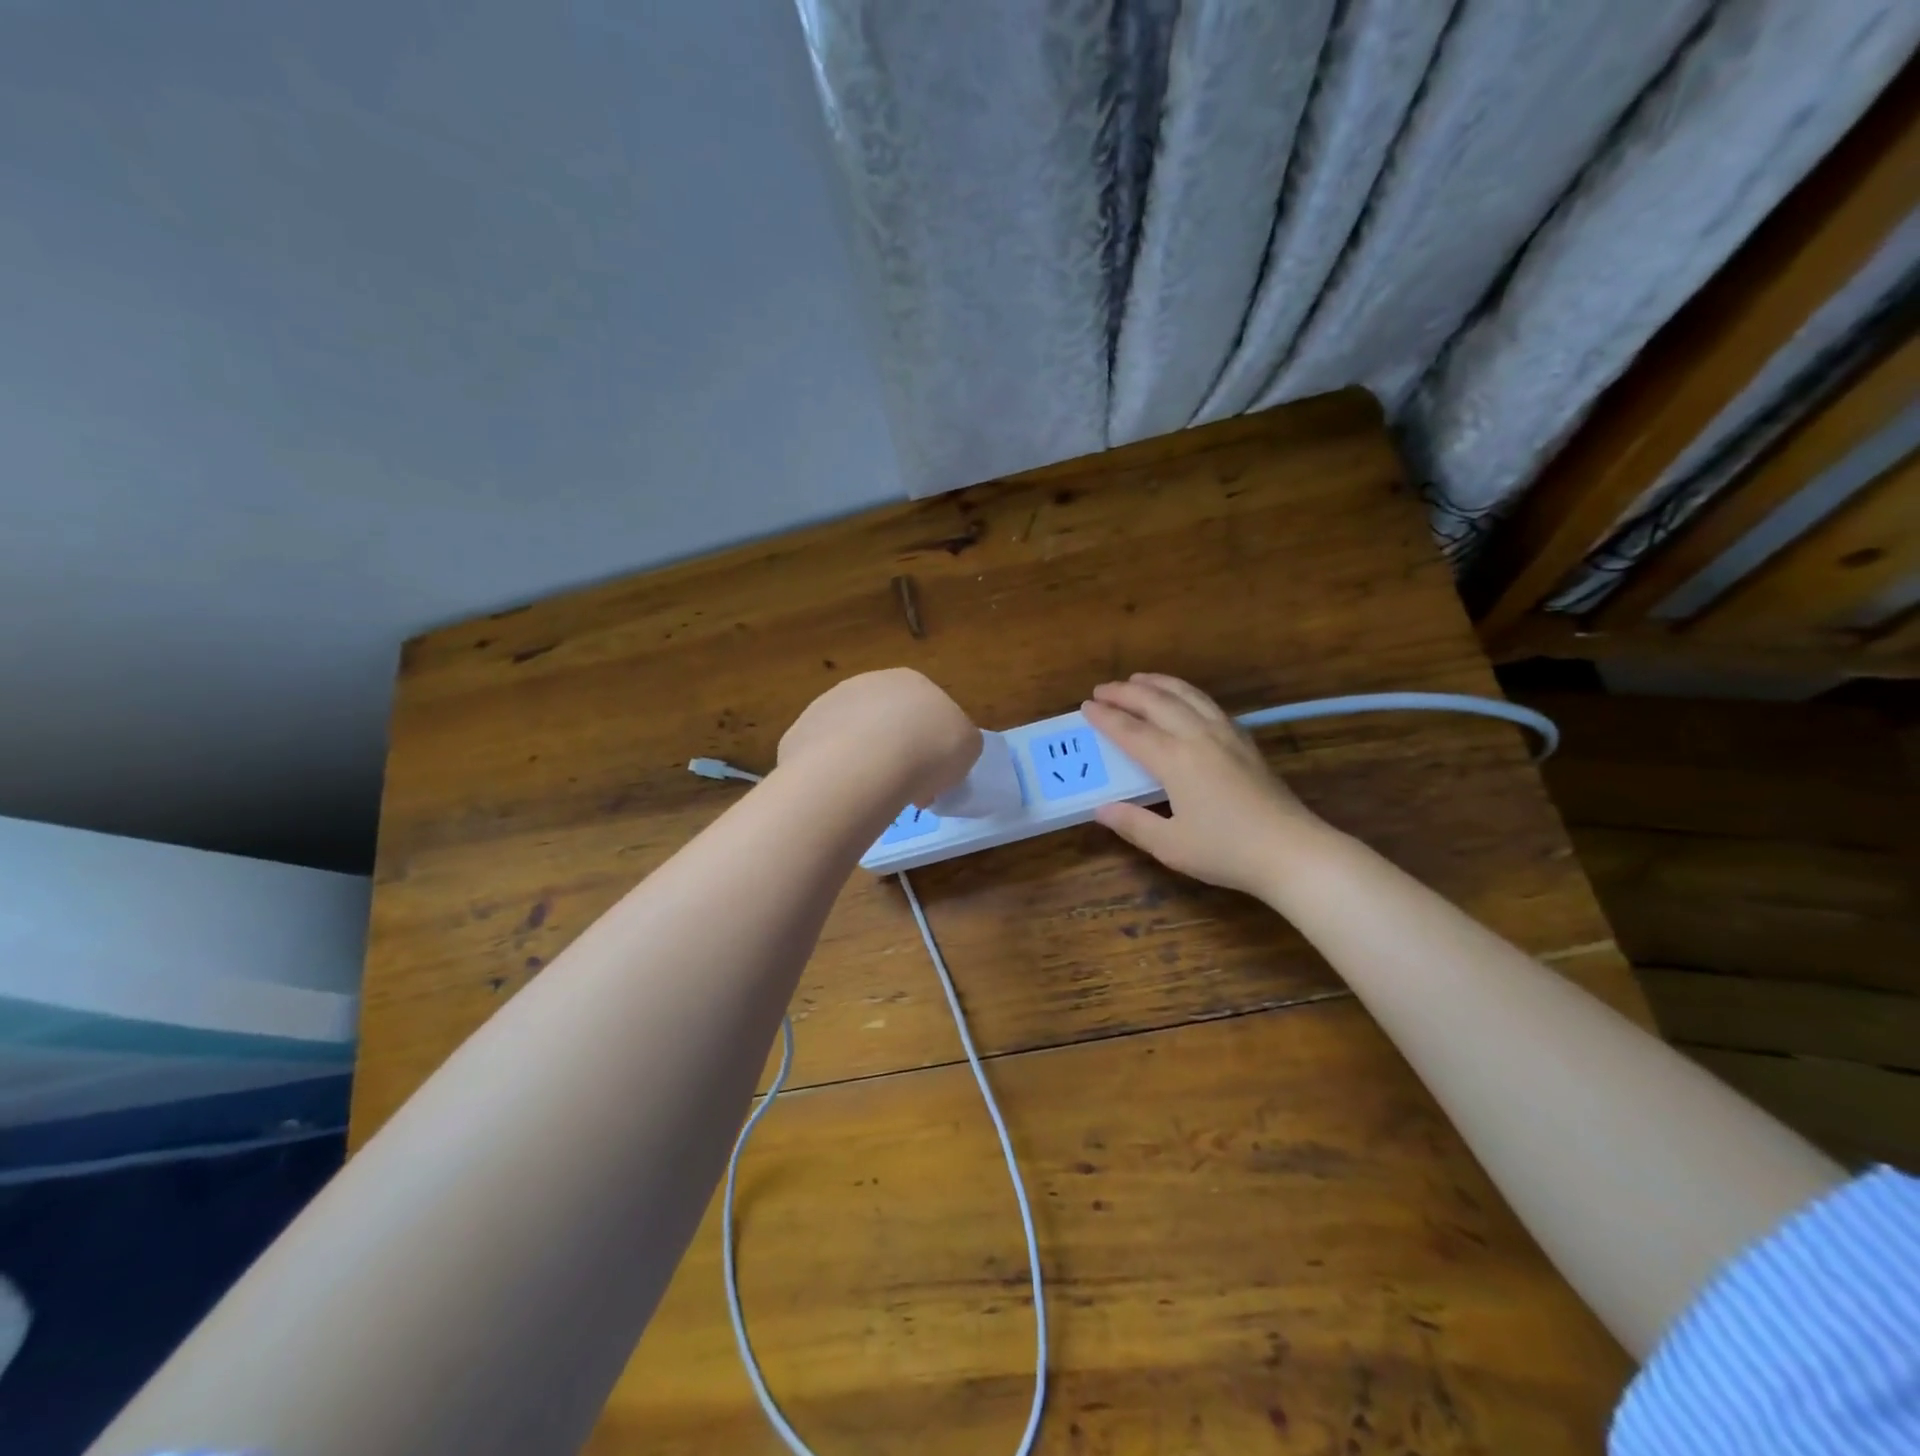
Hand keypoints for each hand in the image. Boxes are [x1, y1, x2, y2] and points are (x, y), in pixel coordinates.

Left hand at [778, 668, 980, 808]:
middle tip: (905, 790)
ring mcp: (828, 705)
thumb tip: (939, 759)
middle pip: (887, 723)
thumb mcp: (968, 747)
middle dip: (897, 754)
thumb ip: (958, 744)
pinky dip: (834, 776)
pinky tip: (843, 795)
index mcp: (910, 681)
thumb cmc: (929, 749)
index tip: (934, 778)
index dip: (933, 747)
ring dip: (863, 764)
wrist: (866, 764)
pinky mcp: (800, 733)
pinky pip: (824, 759)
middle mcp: (866, 684)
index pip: (926, 712)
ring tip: (872, 798)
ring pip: (853, 739)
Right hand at [1083, 674, 1325, 896]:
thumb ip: (1133, 823)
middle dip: (1126, 692)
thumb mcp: (1170, 845)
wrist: (1292, 851)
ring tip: (1138, 678)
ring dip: (1158, 683)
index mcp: (1175, 760)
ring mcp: (1226, 735)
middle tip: (1103, 688)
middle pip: (1157, 702)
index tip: (1085, 706)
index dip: (1105, 717)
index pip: (1131, 731)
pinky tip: (1184, 699)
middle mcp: (1198, 737)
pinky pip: (1209, 704)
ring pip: (1187, 695)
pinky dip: (1187, 693)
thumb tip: (1102, 809)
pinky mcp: (1245, 742)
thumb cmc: (1227, 850)